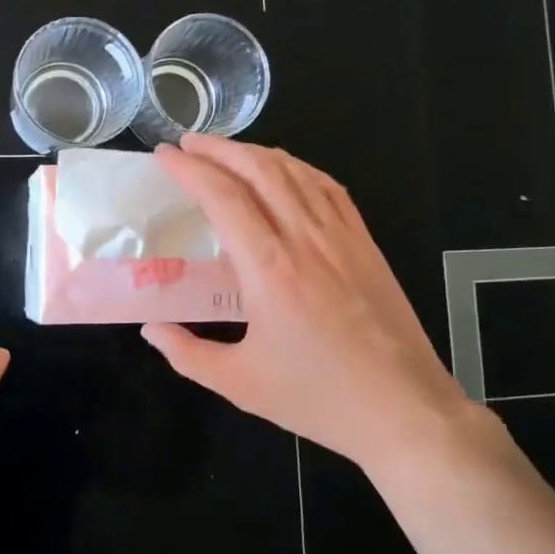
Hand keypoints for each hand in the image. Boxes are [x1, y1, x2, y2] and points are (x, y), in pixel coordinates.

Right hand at [141, 135, 480, 474]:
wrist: (403, 409)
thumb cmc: (318, 398)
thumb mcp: (239, 384)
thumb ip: (187, 354)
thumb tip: (151, 329)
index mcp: (269, 269)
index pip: (223, 197)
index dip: (190, 169)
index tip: (165, 155)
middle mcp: (305, 239)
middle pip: (259, 169)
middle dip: (219, 148)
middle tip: (189, 144)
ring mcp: (341, 236)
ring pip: (295, 171)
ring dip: (255, 152)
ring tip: (227, 152)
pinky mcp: (365, 242)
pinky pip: (329, 188)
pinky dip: (298, 168)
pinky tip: (285, 170)